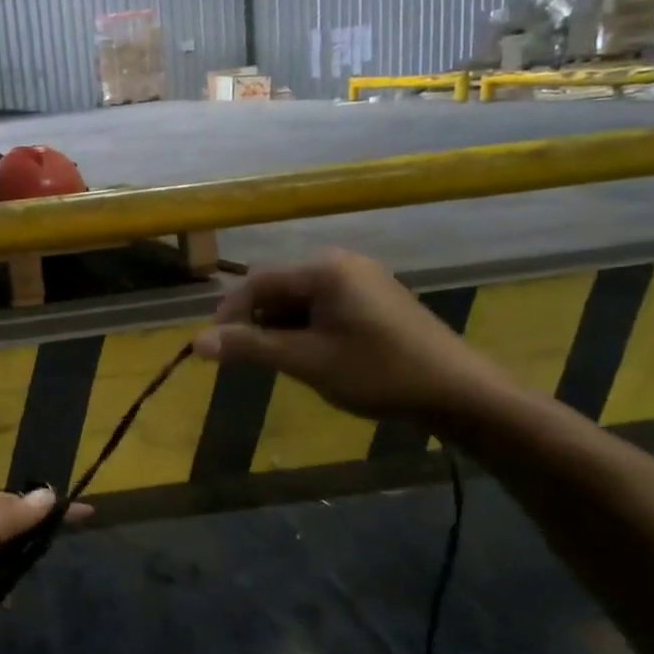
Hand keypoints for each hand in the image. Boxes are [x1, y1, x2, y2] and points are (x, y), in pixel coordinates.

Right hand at [192, 250, 512, 422]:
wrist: (457, 391)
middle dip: (258, 322)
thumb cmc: (377, 372)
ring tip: (284, 363)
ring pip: (302, 299)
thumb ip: (251, 347)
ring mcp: (364, 279)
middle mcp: (342, 263)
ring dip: (283, 328)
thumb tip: (196, 342)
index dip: (229, 315)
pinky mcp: (378, 298)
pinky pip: (327, 306)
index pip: (257, 282)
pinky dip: (309, 328)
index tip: (215, 350)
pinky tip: (316, 357)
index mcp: (324, 269)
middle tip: (250, 360)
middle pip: (279, 288)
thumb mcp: (307, 361)